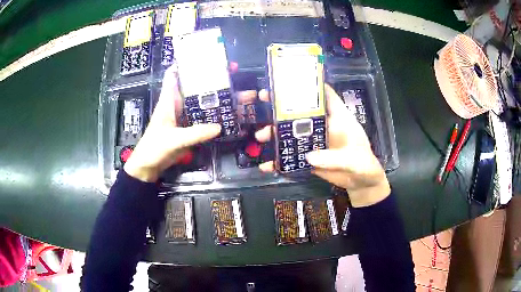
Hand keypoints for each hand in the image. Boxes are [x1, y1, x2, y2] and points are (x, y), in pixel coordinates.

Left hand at [124, 66, 220, 181]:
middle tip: (230, 71)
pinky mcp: (186, 128)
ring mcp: (182, 116)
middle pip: (193, 86)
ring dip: (213, 96)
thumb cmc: (155, 148)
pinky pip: (201, 116)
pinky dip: (212, 113)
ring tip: (233, 90)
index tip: (203, 55)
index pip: (174, 75)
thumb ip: (195, 133)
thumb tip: (220, 127)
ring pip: (199, 101)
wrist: (148, 166)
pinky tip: (225, 113)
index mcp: (169, 100)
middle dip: (209, 78)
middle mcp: (176, 104)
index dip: (186, 63)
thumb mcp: (174, 139)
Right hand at [255, 84, 389, 206]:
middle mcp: (324, 126)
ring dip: (275, 132)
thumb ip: (335, 158)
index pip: (326, 95)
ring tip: (261, 136)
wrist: (362, 184)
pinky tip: (267, 165)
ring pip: (292, 132)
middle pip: (302, 111)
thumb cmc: (364, 165)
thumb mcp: (355, 160)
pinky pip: (292, 156)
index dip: (311, 85)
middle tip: (263, 98)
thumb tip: (309, 156)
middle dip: (282, 104)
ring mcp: (315, 142)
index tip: (290, 78)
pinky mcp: (310, 158)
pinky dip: (279, 161)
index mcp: (339, 118)